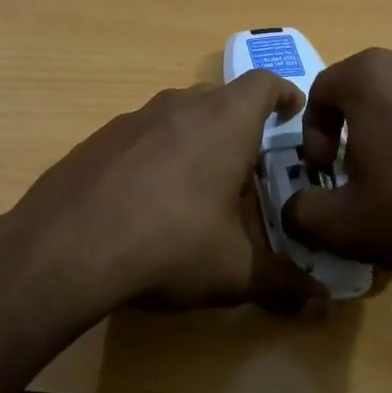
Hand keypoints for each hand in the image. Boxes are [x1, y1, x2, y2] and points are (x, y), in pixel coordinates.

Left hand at [1, 73, 326, 318]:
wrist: (67, 247)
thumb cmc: (170, 245)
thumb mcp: (234, 271)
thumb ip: (283, 284)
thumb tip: (324, 308)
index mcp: (224, 123)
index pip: (265, 84)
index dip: (284, 95)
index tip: (292, 113)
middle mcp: (179, 107)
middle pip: (220, 97)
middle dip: (240, 123)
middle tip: (248, 164)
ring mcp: (132, 119)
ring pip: (177, 114)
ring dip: (195, 136)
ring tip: (199, 182)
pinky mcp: (96, 139)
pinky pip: (140, 135)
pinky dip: (155, 153)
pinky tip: (147, 197)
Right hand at [281, 49, 391, 285]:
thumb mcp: (340, 224)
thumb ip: (300, 212)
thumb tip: (297, 208)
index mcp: (370, 77)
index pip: (320, 92)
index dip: (311, 136)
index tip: (323, 174)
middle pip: (362, 94)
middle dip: (350, 134)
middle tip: (357, 178)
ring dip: (390, 136)